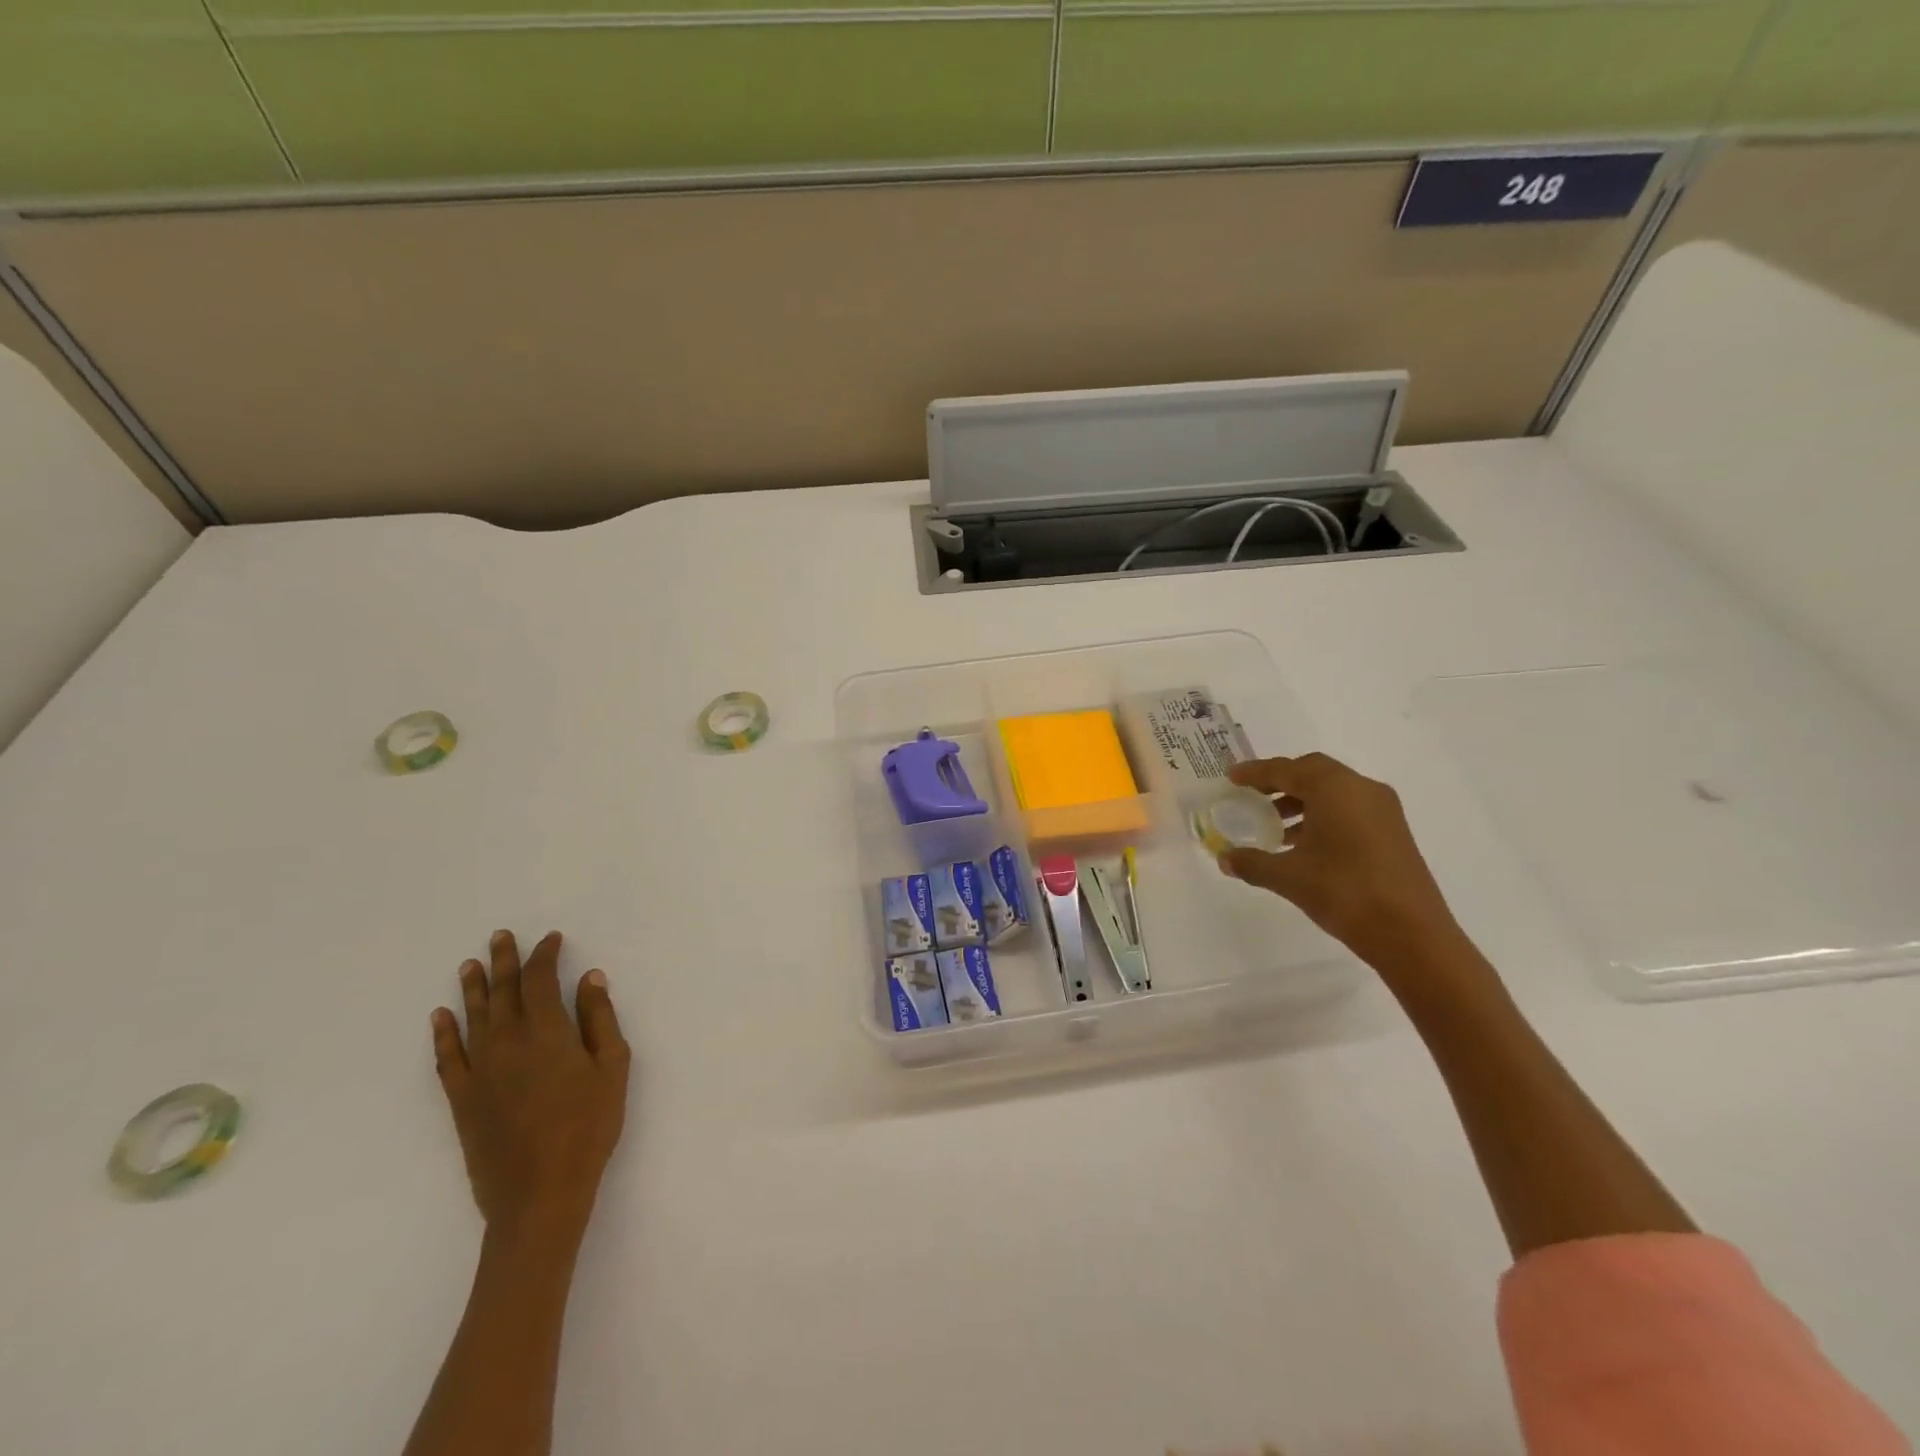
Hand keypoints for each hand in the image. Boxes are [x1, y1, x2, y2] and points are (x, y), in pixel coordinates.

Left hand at [431, 930, 630, 1238]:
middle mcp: (507, 1042)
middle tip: (501, 936)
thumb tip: (589, 978)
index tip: (551, 940)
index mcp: (546, 1031)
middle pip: (503, 991)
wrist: (539, 1192)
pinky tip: (441, 1017)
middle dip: (505, 961)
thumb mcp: (613, 1067)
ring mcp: (479, 1070)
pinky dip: (443, 1033)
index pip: (540, 980)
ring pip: (473, 1017)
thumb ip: (600, 1019)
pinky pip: (447, 1057)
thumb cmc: (589, 1125)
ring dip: (473, 988)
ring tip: (470, 965)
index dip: (545, 956)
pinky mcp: (462, 1099)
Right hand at [1218, 753, 1481, 982]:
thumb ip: (1252, 863)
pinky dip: (1323, 815)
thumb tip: (1225, 859)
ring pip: (1334, 791)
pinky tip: (1305, 844)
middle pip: (1313, 772)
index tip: (1232, 777)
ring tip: (1274, 825)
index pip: (1286, 769)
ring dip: (1302, 800)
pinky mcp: (1393, 832)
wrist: (1411, 934)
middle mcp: (1361, 789)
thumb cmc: (1344, 892)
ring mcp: (1383, 810)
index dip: (1256, 772)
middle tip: (1253, 796)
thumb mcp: (1288, 877)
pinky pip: (1350, 809)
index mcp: (1334, 789)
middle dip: (1281, 781)